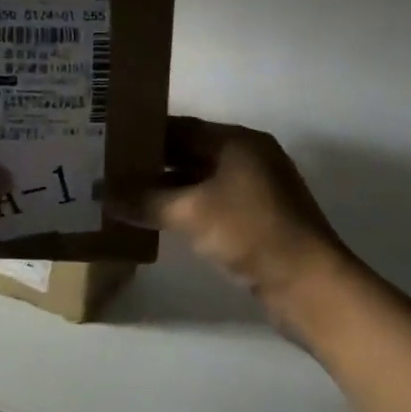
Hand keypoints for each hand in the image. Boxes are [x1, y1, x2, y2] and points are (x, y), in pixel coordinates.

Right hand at [116, 117, 351, 325]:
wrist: (309, 284)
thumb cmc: (250, 231)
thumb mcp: (191, 212)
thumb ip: (145, 200)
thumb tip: (101, 194)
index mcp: (238, 141)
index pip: (183, 127)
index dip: (146, 134)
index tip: (109, 141)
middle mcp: (248, 157)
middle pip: (191, 153)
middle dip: (152, 163)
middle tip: (108, 170)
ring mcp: (254, 190)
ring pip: (199, 181)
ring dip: (166, 189)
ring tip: (122, 195)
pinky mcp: (255, 220)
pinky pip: (210, 205)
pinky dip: (184, 209)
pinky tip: (155, 221)